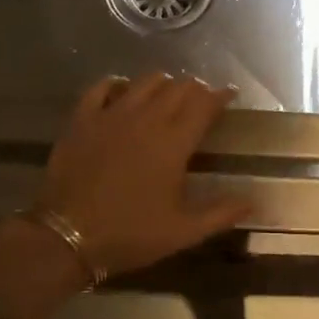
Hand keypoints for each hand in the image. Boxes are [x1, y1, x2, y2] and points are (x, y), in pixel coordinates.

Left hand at [33, 74, 249, 279]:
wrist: (66, 236)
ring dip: (162, 84)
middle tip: (200, 100)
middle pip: (178, 88)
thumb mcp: (181, 232)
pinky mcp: (83, 118)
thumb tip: (253, 202)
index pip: (205, 104)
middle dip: (195, 89)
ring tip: (167, 94)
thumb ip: (220, 213)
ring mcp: (112, 114)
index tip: (229, 95)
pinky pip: (101, 87)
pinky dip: (116, 85)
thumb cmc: (129, 234)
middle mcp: (147, 118)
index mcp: (174, 142)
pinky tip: (121, 91)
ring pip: (145, 82)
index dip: (220, 96)